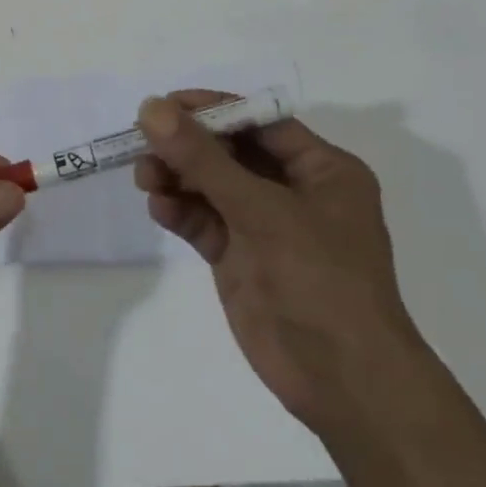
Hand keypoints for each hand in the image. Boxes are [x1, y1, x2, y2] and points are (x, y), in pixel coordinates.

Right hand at [134, 92, 422, 434]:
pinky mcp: (240, 256)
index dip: (211, 110)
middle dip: (187, 146)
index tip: (163, 105)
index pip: (259, 122)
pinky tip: (159, 209)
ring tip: (145, 178)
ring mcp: (264, 225)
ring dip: (177, 177)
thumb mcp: (262, 210)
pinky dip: (180, 210)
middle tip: (142, 142)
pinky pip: (203, 220)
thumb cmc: (319, 279)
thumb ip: (203, 159)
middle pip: (229, 151)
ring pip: (210, 185)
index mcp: (321, 169)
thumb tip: (151, 108)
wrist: (343, 381)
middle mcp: (293, 190)